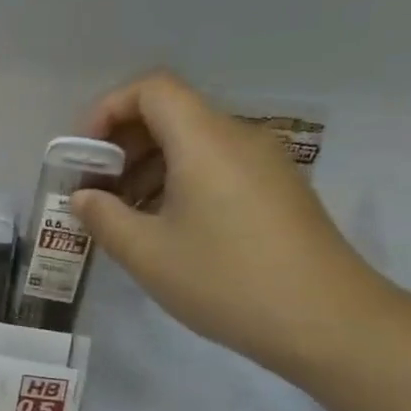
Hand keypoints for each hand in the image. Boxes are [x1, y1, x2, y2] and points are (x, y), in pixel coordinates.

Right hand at [72, 70, 387, 376]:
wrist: (327, 322)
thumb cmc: (225, 280)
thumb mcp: (146, 253)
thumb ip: (103, 217)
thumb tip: (83, 198)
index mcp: (205, 140)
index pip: (151, 89)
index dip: (108, 109)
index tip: (84, 154)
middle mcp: (238, 138)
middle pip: (171, 113)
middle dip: (122, 143)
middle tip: (95, 189)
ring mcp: (264, 163)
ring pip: (193, 141)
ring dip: (148, 166)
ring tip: (123, 215)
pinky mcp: (277, 189)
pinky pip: (216, 165)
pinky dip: (178, 181)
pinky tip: (164, 227)